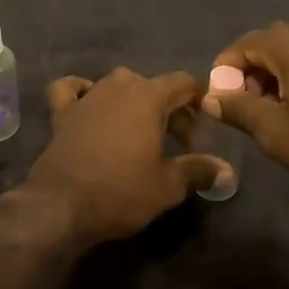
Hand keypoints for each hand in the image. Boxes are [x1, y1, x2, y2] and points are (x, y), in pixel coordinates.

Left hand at [24, 69, 228, 245]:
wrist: (61, 206)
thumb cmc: (121, 192)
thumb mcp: (168, 186)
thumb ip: (198, 171)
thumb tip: (228, 172)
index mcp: (148, 97)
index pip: (183, 83)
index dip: (198, 100)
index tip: (206, 124)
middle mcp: (118, 87)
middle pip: (153, 86)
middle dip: (170, 109)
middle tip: (178, 143)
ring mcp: (87, 97)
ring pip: (117, 84)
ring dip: (134, 101)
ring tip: (142, 130)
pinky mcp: (62, 113)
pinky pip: (71, 89)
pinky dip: (82, 91)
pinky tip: (89, 104)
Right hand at [204, 23, 288, 196]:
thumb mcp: (275, 132)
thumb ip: (238, 109)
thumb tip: (209, 98)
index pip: (246, 43)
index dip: (226, 67)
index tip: (220, 97)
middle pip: (271, 41)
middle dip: (251, 68)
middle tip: (246, 103)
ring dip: (277, 70)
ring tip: (274, 107)